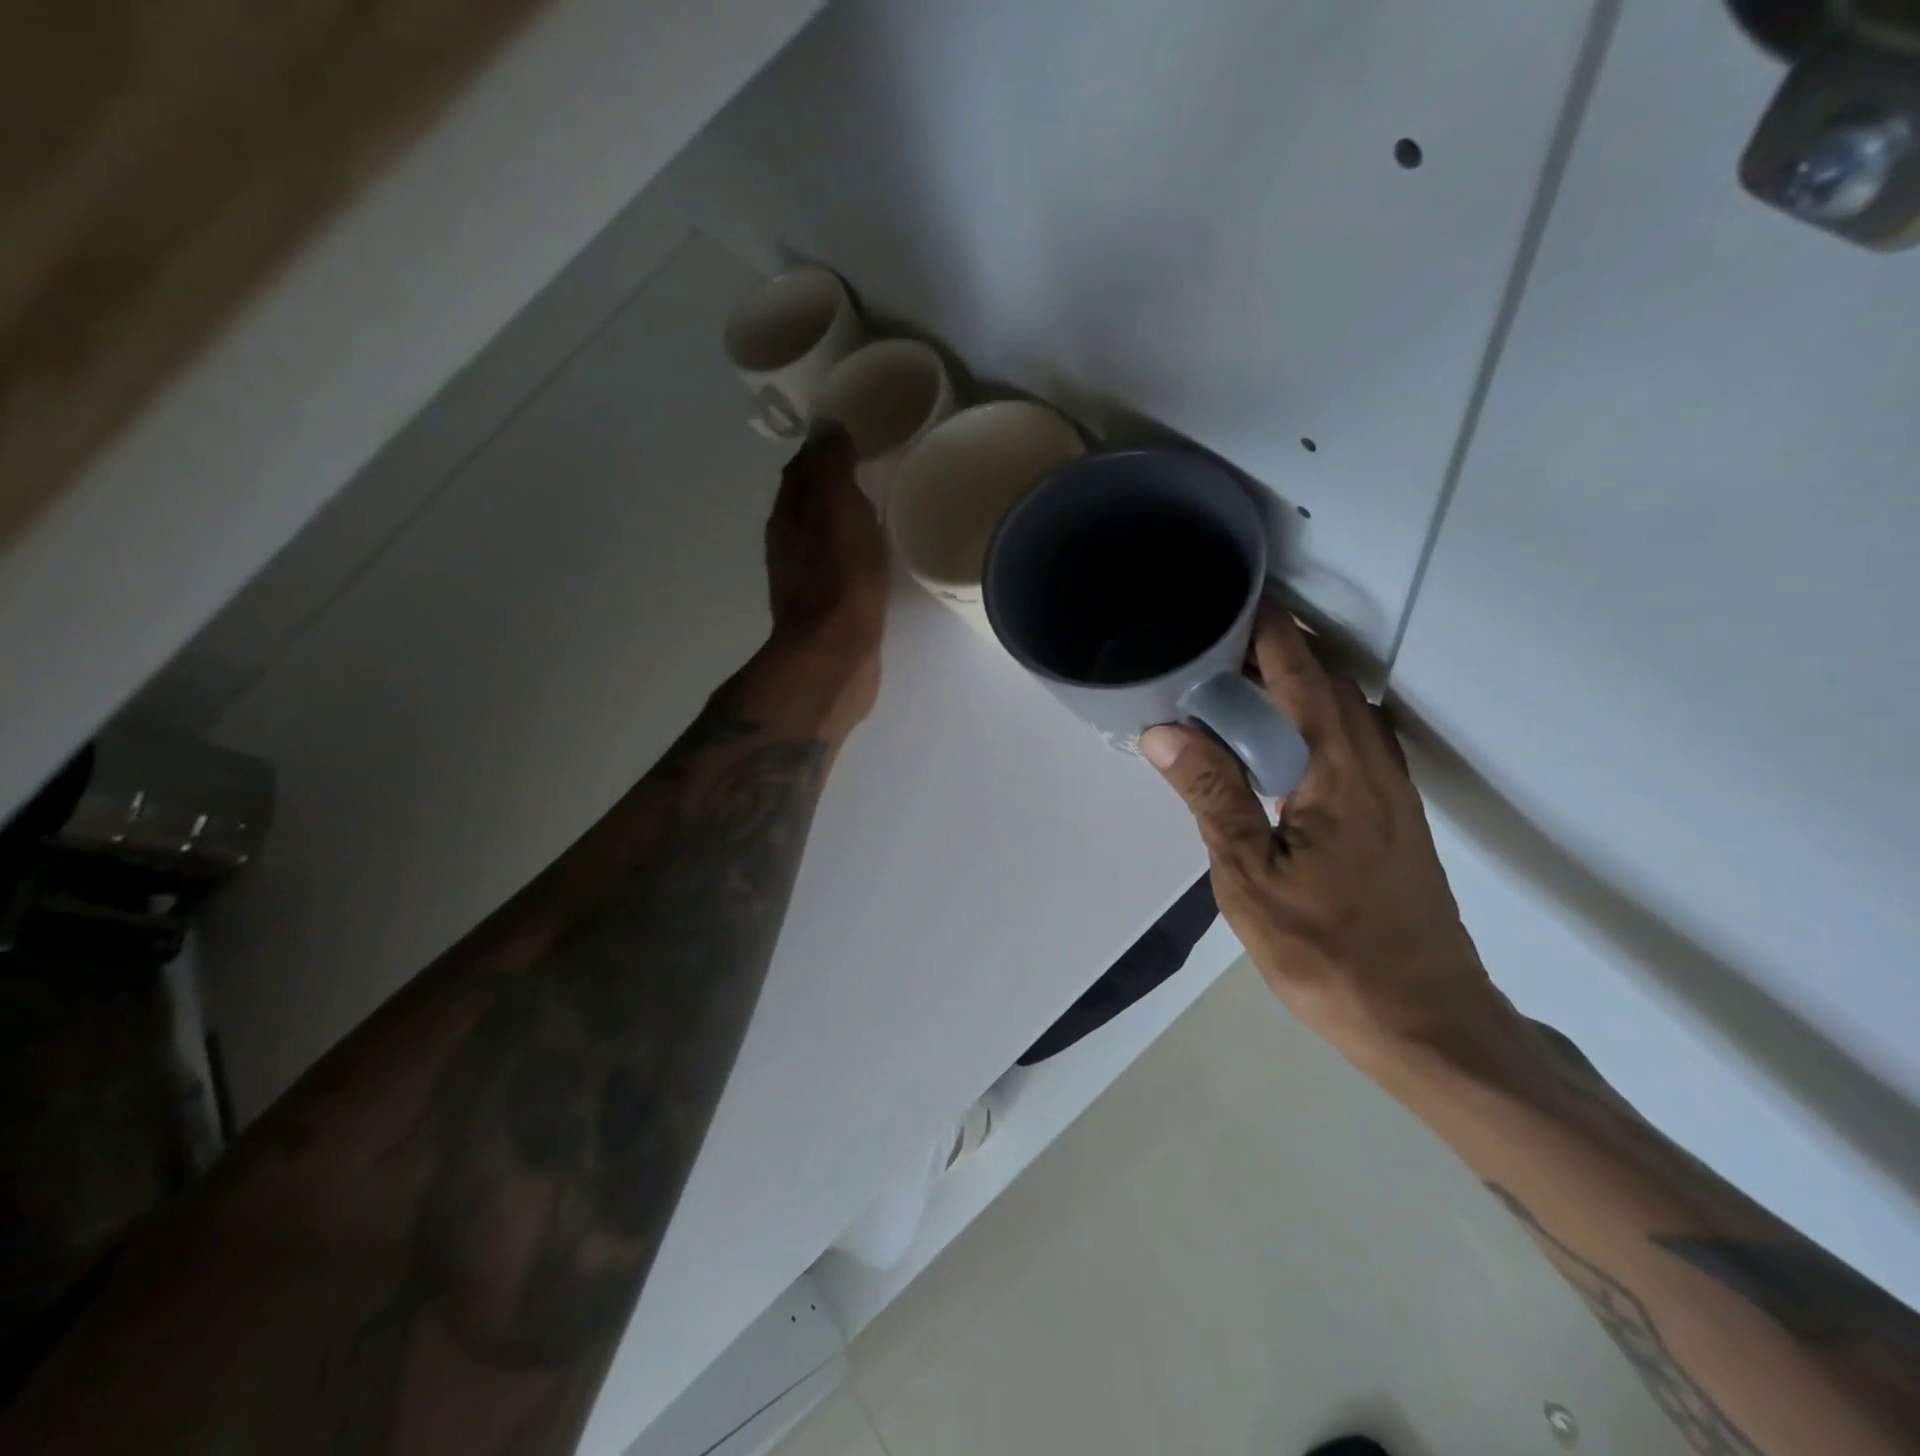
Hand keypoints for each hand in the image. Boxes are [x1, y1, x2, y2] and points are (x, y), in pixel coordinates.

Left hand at [763, 424, 889, 724]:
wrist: (834, 656)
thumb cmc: (839, 579)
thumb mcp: (838, 509)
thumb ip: (831, 466)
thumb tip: (827, 427)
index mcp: (787, 516)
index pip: (800, 469)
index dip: (822, 449)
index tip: (852, 434)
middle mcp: (788, 545)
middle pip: (807, 502)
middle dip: (831, 483)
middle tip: (869, 467)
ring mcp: (805, 580)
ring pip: (822, 536)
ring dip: (841, 520)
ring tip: (874, 508)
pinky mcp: (826, 609)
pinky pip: (838, 567)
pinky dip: (851, 552)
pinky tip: (873, 556)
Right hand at [1140, 602, 1511, 1068]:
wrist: (1427, 1022)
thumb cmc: (1331, 954)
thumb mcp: (1251, 880)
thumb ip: (1211, 796)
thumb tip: (1164, 729)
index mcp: (1337, 765)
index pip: (1297, 666)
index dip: (1258, 625)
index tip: (1212, 598)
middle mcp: (1372, 758)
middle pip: (1320, 674)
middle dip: (1262, 646)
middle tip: (1197, 643)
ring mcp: (1388, 784)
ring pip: (1335, 703)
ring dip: (1283, 680)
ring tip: (1220, 682)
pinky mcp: (1389, 810)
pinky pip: (1343, 735)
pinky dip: (1302, 715)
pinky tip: (1265, 741)